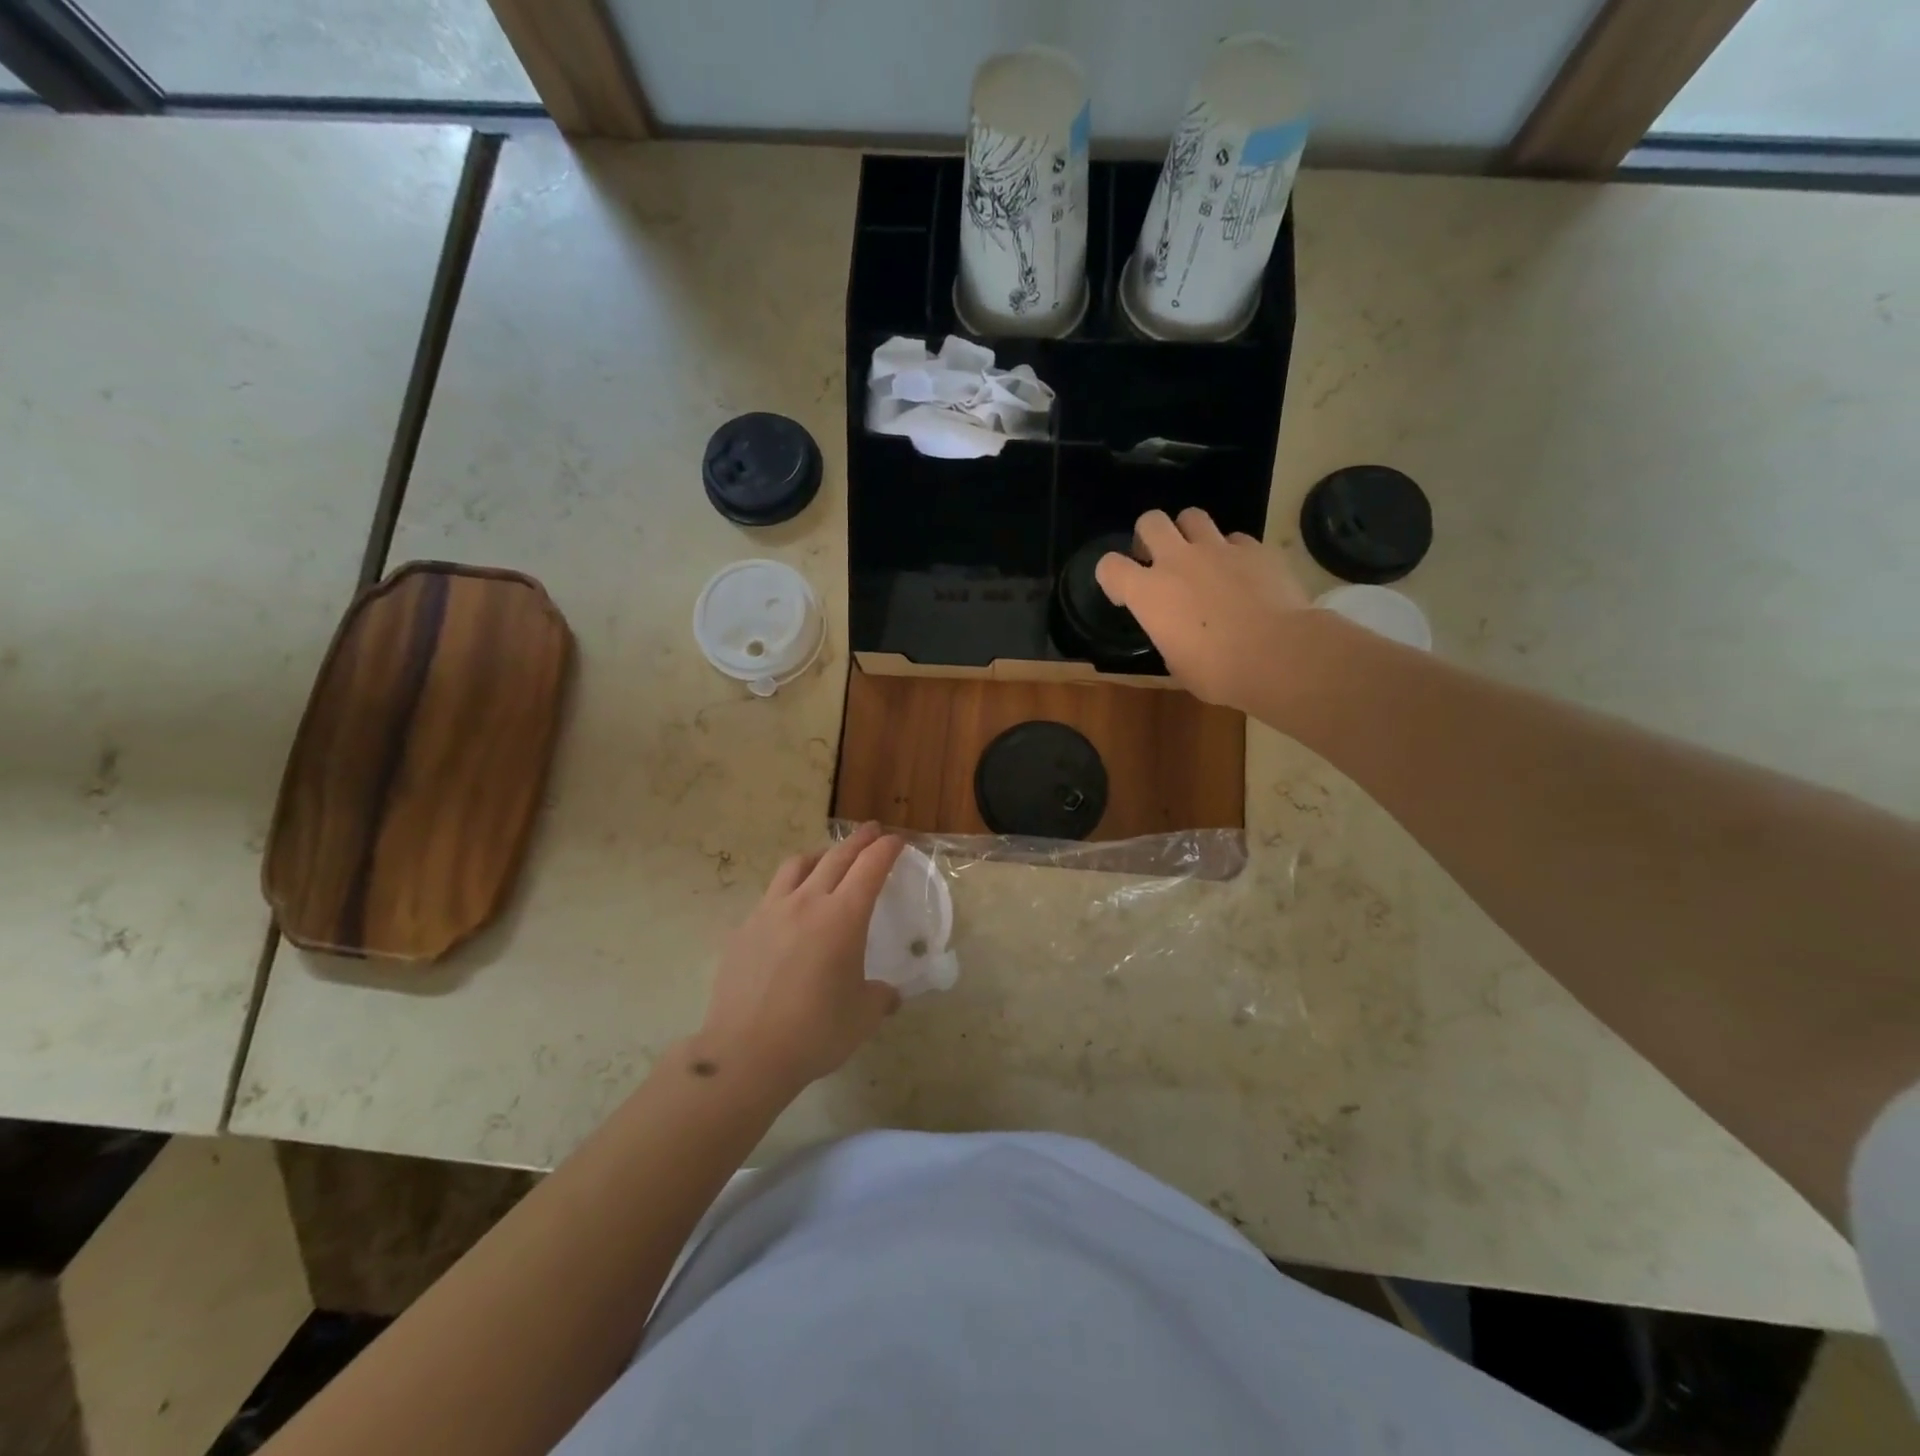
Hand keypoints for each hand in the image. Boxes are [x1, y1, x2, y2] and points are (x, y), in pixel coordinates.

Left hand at [693, 823, 904, 1098]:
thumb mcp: (864, 1016)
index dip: (886, 849)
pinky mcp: (744, 929)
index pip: (870, 867)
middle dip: (858, 841)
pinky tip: (791, 910)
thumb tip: (888, 994)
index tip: (896, 840)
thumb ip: (881, 996)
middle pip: (836, 857)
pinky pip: (771, 896)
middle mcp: (807, 902)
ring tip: (827, 860)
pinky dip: (789, 890)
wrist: (746, 1053)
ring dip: (819, 856)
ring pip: (797, 866)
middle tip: (871, 832)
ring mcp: (770, 912)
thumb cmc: (816, 1031)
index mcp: (843, 916)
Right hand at [1096, 508, 1310, 708]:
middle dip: (1149, 536)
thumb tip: (1178, 632)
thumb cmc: (1218, 672)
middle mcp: (1178, 560)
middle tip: (1159, 559)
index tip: (1124, 594)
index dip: (1112, 577)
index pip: (1109, 566)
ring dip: (1190, 534)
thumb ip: (1169, 636)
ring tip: (1201, 558)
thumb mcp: (1177, 663)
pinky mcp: (1256, 549)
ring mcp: (1218, 549)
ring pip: (1192, 516)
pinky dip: (1234, 553)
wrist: (1278, 655)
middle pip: (1150, 521)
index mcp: (1148, 593)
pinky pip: (1236, 539)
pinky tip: (1243, 574)